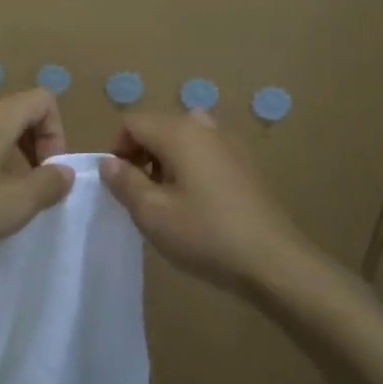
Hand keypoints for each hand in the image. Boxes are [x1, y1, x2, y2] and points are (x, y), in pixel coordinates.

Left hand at [0, 90, 74, 260]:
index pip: (43, 100)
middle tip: (35, 188)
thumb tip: (63, 172)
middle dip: (36, 147)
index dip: (57, 134)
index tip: (50, 172)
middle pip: (18, 113)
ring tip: (8, 197)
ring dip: (11, 157)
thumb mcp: (16, 204)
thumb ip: (48, 185)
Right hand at [100, 110, 313, 296]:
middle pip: (158, 126)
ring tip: (167, 199)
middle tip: (140, 194)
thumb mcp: (152, 213)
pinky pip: (205, 151)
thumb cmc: (205, 234)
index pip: (132, 122)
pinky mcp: (245, 163)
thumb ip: (124, 182)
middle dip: (140, 154)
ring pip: (182, 138)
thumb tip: (108, 162)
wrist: (274, 261)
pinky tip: (197, 203)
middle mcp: (204, 127)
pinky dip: (190, 166)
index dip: (116, 148)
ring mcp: (230, 143)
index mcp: (179, 132)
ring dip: (165, 160)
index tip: (119, 183)